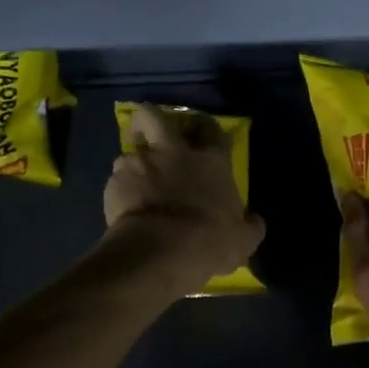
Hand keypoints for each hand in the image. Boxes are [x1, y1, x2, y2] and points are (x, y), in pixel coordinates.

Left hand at [105, 105, 264, 297]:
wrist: (159, 252)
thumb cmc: (208, 242)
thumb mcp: (242, 241)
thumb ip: (249, 226)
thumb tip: (255, 221)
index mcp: (209, 161)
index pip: (210, 129)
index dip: (204, 129)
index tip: (199, 137)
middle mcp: (172, 153)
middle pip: (154, 115)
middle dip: (148, 119)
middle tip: (149, 134)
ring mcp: (139, 164)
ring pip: (128, 150)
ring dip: (132, 163)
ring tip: (134, 182)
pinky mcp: (114, 183)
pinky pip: (115, 178)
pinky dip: (120, 189)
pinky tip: (124, 206)